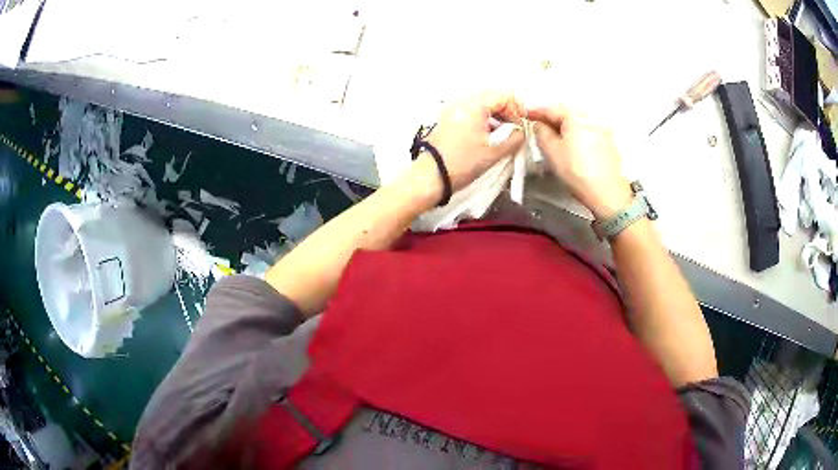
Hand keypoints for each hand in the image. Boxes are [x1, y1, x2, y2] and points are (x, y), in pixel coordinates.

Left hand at [424, 91, 524, 191]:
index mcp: (474, 105)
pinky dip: (483, 121)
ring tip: (502, 136)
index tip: (522, 126)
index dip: (517, 109)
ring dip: (495, 117)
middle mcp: (461, 101)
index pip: (503, 95)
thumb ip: (514, 138)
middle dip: (507, 112)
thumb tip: (521, 132)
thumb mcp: (494, 151)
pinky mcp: (447, 120)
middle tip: (514, 130)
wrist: (430, 177)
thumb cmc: (464, 162)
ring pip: (481, 105)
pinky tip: (487, 137)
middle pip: (491, 97)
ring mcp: (452, 109)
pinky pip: (470, 113)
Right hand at [528, 106, 631, 218]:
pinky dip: (577, 135)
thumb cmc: (576, 170)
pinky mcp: (609, 144)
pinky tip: (572, 146)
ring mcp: (603, 131)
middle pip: (567, 114)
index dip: (536, 111)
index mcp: (575, 117)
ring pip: (578, 124)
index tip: (525, 114)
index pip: (551, 109)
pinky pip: (588, 133)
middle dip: (552, 118)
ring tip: (555, 136)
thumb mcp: (551, 151)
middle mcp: (591, 118)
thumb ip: (541, 133)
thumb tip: (539, 124)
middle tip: (539, 125)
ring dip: (565, 127)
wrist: (607, 193)